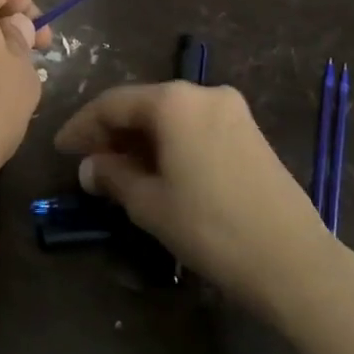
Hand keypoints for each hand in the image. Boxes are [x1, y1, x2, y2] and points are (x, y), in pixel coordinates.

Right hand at [55, 82, 332, 311]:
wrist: (292, 260)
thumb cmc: (210, 227)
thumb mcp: (149, 204)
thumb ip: (112, 177)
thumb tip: (90, 167)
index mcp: (174, 102)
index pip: (113, 104)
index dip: (82, 126)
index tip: (61, 149)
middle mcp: (203, 93)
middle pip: (143, 105)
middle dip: (112, 132)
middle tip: (87, 161)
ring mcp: (232, 110)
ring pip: (170, 116)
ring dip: (140, 138)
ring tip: (117, 170)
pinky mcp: (249, 132)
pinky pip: (195, 126)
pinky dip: (169, 142)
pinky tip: (157, 169)